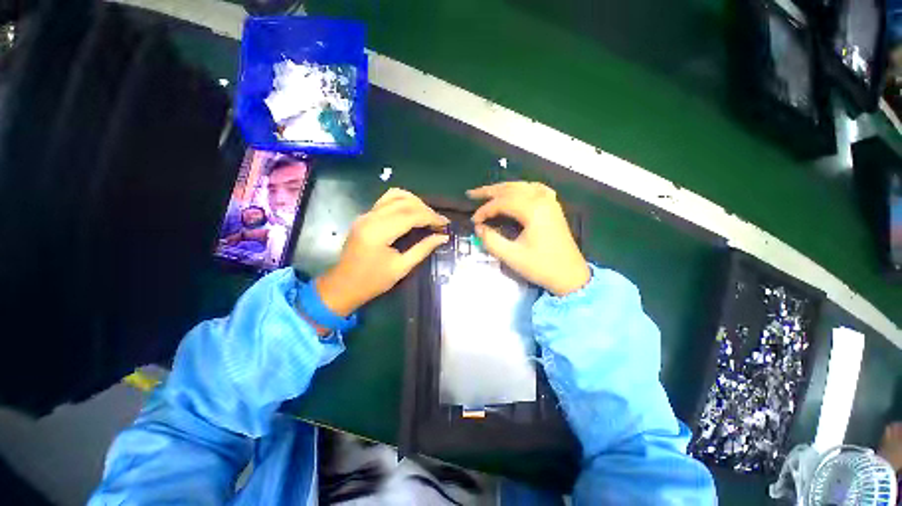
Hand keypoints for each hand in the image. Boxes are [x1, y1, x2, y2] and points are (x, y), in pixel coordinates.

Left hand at [316, 188, 448, 316]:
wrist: (343, 286)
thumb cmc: (373, 281)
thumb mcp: (401, 268)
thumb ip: (423, 249)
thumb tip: (443, 237)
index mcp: (379, 232)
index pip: (411, 215)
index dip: (431, 217)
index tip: (446, 224)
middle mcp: (371, 217)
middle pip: (404, 202)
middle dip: (426, 209)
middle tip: (439, 222)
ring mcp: (366, 214)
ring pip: (395, 196)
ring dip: (415, 202)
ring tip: (427, 215)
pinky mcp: (365, 216)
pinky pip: (386, 200)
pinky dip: (403, 202)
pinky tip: (412, 212)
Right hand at [468, 181, 589, 295]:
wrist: (570, 275)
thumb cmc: (541, 266)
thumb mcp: (512, 256)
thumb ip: (491, 241)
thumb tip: (478, 228)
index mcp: (533, 210)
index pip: (502, 202)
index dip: (485, 210)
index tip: (474, 221)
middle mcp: (542, 200)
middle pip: (511, 189)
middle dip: (489, 191)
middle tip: (471, 194)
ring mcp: (550, 202)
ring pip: (522, 186)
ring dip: (503, 188)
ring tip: (488, 192)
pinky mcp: (553, 208)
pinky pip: (536, 189)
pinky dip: (522, 188)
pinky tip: (517, 191)